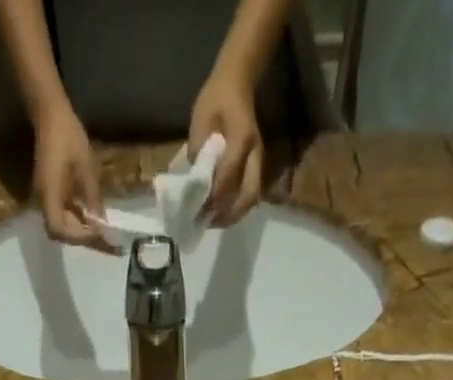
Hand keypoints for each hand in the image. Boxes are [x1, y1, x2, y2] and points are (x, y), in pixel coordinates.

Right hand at [33, 102, 109, 249]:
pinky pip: (63, 215)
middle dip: (83, 239)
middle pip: (61, 233)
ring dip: (81, 232)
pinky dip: (78, 221)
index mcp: (49, 195)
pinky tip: (93, 220)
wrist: (50, 114)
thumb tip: (102, 224)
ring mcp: (46, 198)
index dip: (79, 236)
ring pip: (63, 226)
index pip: (60, 229)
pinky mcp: (51, 193)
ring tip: (103, 235)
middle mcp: (44, 202)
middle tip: (106, 242)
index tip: (99, 232)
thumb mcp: (87, 168)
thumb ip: (93, 198)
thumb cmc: (68, 136)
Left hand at [188, 67, 262, 225]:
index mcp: (241, 137)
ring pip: (251, 198)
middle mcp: (255, 153)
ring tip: (213, 222)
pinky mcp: (257, 167)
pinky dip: (236, 208)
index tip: (198, 211)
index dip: (214, 196)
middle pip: (248, 195)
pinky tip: (220, 212)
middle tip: (208, 223)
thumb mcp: (200, 120)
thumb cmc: (216, 99)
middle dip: (228, 214)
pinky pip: (250, 194)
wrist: (237, 82)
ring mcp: (259, 161)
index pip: (229, 174)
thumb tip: (193, 184)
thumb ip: (198, 152)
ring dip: (233, 215)